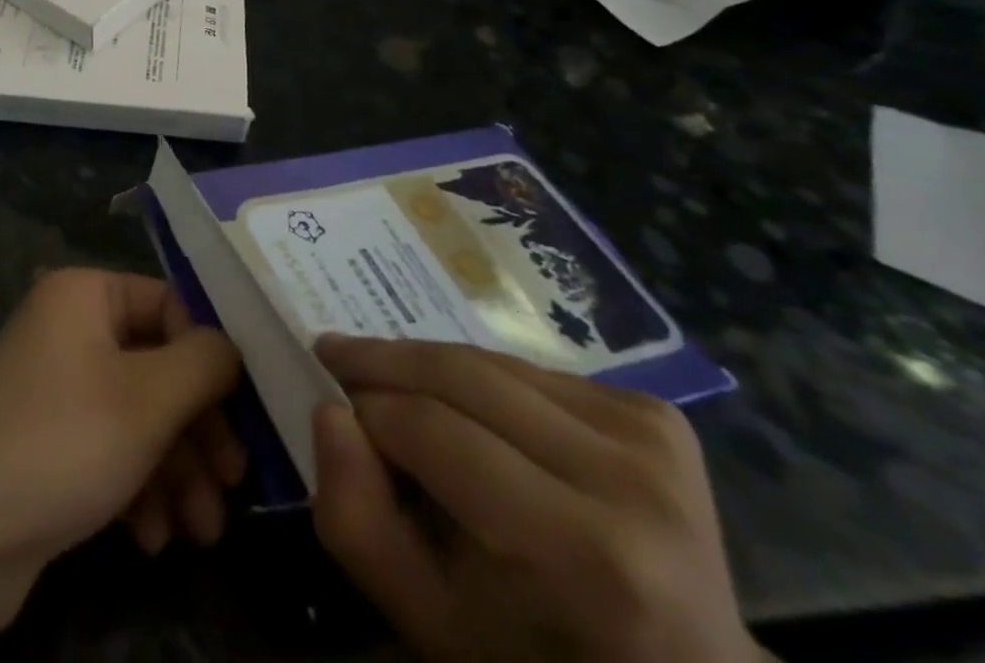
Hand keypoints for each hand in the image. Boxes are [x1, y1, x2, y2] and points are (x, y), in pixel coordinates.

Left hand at [0, 269, 243, 662]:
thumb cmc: (61, 442)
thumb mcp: (148, 399)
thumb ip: (204, 363)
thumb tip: (232, 344)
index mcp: (85, 294)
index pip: (170, 306)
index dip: (211, 358)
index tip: (247, 414)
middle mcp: (69, 329)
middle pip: (157, 367)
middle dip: (198, 431)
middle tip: (233, 484)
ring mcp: (55, 387)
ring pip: (138, 416)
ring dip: (176, 471)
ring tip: (201, 532)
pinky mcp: (47, 442)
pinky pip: (109, 449)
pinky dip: (137, 487)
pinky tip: (151, 538)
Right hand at [310, 336, 760, 662]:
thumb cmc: (538, 660)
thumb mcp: (428, 618)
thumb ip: (357, 519)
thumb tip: (329, 410)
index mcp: (582, 554)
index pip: (431, 430)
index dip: (366, 406)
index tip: (326, 391)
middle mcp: (628, 480)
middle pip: (462, 376)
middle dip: (385, 360)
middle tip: (336, 353)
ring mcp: (652, 438)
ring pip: (492, 362)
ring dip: (430, 364)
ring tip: (390, 376)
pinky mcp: (658, 416)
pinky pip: (532, 370)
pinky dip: (485, 379)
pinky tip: (474, 408)